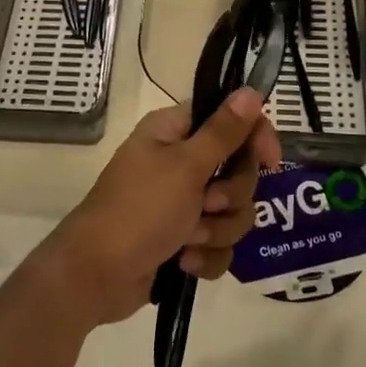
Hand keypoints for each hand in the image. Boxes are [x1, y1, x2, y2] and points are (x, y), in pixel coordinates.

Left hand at [41, 90, 282, 327]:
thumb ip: (223, 132)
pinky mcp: (184, 238)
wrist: (96, 276)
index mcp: (176, 131)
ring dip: (217, 230)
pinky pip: (219, 243)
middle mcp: (181, 160)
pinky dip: (206, 255)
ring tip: (188, 239)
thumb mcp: (186, 167)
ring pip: (233, 210)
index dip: (255, 137)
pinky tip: (183, 262)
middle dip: (230, 196)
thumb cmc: (139, 210)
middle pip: (239, 169)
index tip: (269, 162)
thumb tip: (251, 90)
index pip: (231, 119)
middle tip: (207, 203)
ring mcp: (183, 202)